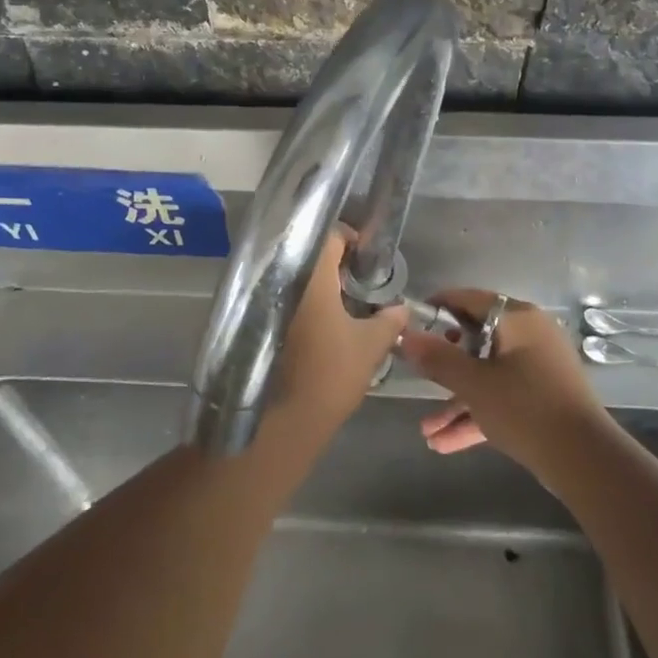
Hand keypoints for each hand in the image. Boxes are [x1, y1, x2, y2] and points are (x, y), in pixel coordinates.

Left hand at [261, 231, 407, 446]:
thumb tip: (403, 307)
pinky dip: (299, 301)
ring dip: (314, 283)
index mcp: (311, 275)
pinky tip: (318, 321)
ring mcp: (263, 300)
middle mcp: (281, 278)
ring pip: (292, 276)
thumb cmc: (331, 374)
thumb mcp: (371, 345)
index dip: (350, 240)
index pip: (330, 236)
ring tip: (340, 301)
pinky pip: (279, 297)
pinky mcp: (254, 321)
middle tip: (356, 280)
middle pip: (308, 254)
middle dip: (332, 263)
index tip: (365, 257)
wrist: (283, 420)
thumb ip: (390, 320)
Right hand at [397, 290, 608, 477]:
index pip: (470, 300)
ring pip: (487, 376)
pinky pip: (501, 398)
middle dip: (444, 367)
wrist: (585, 461)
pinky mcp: (542, 398)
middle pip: (476, 340)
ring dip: (456, 401)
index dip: (437, 309)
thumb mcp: (474, 384)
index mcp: (518, 319)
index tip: (410, 324)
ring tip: (425, 432)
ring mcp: (538, 369)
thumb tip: (405, 335)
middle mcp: (530, 336)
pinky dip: (477, 415)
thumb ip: (438, 358)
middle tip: (418, 376)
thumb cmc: (526, 408)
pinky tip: (443, 444)